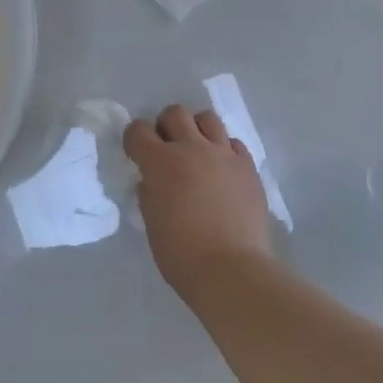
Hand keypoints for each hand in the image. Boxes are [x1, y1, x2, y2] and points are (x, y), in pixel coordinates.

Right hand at [124, 105, 274, 300]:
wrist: (231, 269)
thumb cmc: (181, 254)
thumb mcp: (152, 221)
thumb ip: (150, 192)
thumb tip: (153, 180)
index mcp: (160, 162)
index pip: (138, 130)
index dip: (134, 139)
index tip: (137, 153)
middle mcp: (192, 148)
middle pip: (175, 113)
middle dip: (166, 126)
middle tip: (168, 148)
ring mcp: (224, 154)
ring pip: (207, 118)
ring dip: (197, 129)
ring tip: (198, 151)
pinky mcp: (248, 166)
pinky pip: (234, 143)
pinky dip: (224, 150)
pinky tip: (223, 169)